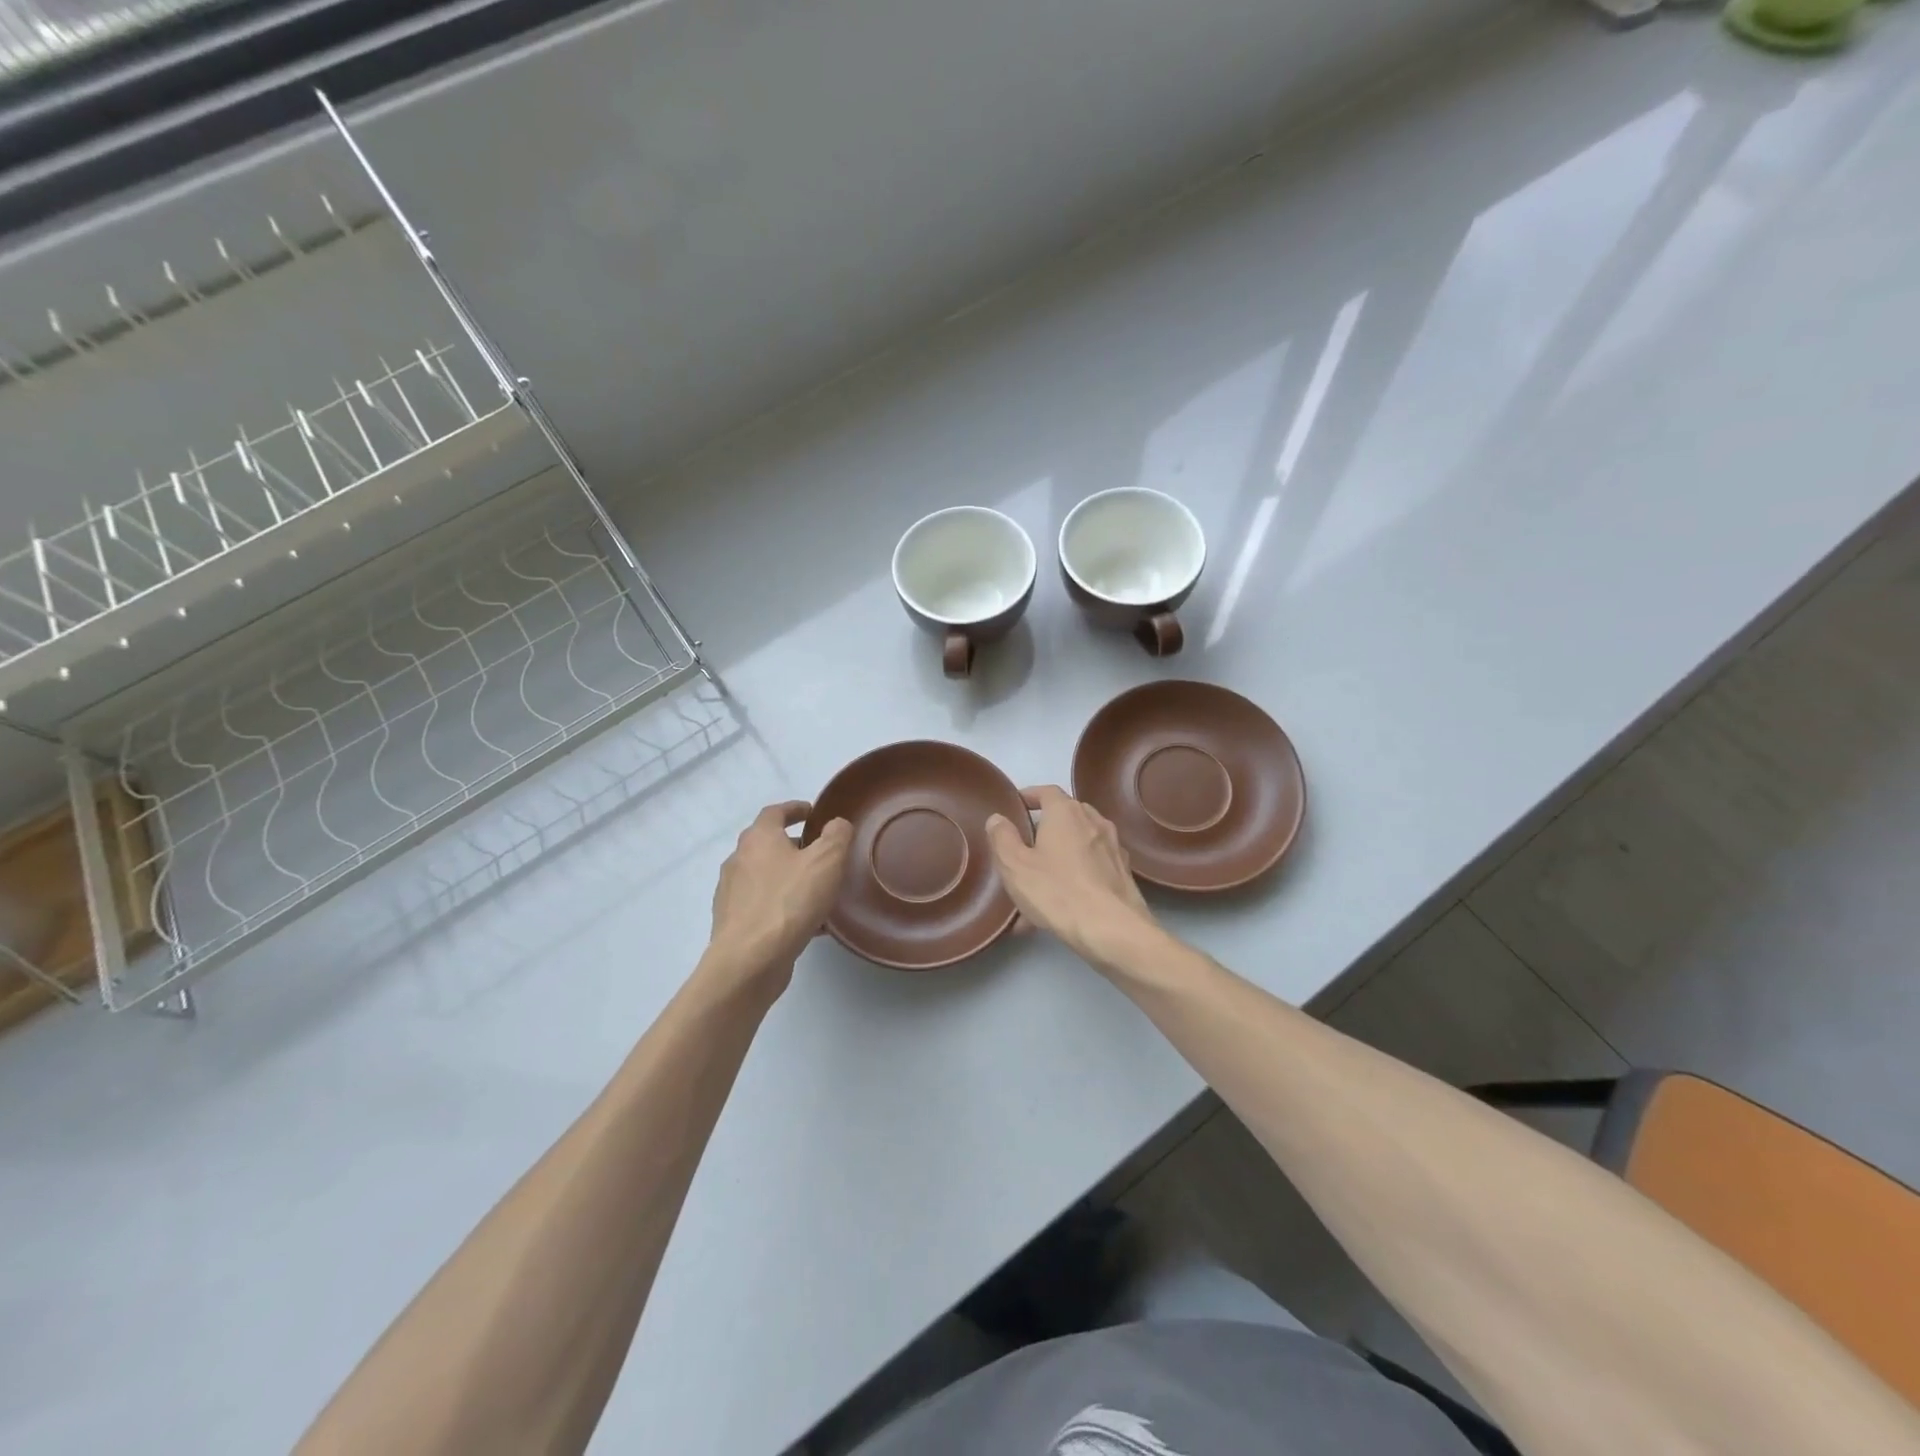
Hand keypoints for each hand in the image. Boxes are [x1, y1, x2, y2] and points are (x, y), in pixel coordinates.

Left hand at [705, 801, 851, 992]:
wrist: (749, 960)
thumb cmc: (789, 902)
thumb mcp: (827, 861)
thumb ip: (836, 836)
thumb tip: (836, 824)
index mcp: (758, 839)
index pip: (774, 812)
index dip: (795, 809)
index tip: (813, 812)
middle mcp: (738, 861)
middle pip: (767, 844)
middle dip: (794, 845)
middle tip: (821, 853)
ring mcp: (731, 893)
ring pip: (766, 877)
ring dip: (789, 878)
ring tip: (817, 890)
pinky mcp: (733, 923)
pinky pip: (764, 905)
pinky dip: (784, 905)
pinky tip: (807, 923)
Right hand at [985, 785, 1158, 968]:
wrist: (1113, 930)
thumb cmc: (1058, 891)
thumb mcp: (1015, 866)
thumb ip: (1002, 838)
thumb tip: (998, 818)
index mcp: (1066, 812)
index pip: (1046, 791)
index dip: (1029, 796)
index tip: (1015, 807)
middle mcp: (1094, 821)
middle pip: (1065, 817)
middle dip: (1044, 829)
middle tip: (1024, 848)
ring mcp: (1112, 848)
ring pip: (1077, 846)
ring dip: (1057, 859)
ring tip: (1036, 888)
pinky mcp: (1122, 874)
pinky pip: (1090, 869)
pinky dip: (1073, 879)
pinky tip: (1057, 909)